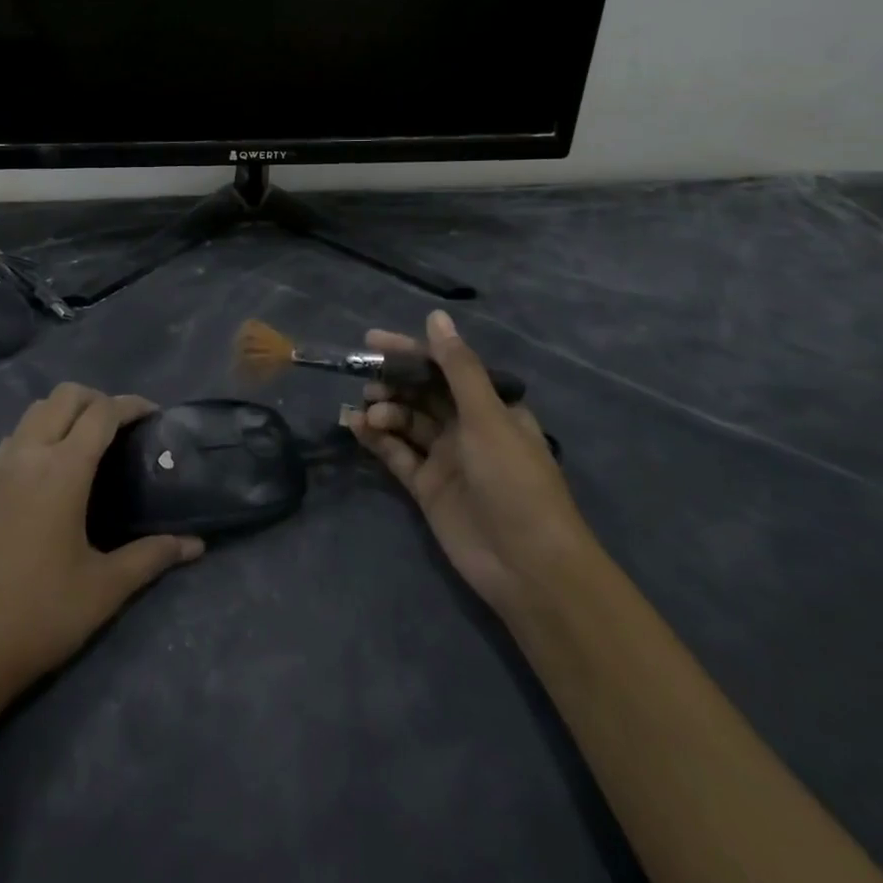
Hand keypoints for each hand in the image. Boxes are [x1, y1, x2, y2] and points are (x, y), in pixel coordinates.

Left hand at [0, 384, 203, 707]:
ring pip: (36, 410)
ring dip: (66, 411)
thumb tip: (195, 545)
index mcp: (62, 469)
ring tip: (89, 442)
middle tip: (123, 428)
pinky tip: (52, 469)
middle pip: (66, 395)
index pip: (102, 412)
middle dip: (98, 399)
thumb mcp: (106, 587)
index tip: (155, 415)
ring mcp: (0, 467)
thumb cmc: (43, 614)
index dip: (132, 405)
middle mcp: (29, 454)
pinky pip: (16, 435)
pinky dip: (40, 431)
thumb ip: (152, 556)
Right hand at [342, 311, 587, 612]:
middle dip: (392, 382)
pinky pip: (396, 453)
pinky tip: (355, 426)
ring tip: (367, 411)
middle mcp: (467, 427)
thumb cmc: (514, 480)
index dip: (410, 352)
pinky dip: (376, 439)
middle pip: (421, 394)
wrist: (527, 565)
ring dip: (384, 410)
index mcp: (490, 407)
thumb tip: (436, 316)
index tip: (374, 341)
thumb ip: (457, 367)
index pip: (444, 368)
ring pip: (406, 422)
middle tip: (365, 378)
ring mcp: (445, 458)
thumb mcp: (487, 416)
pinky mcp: (427, 487)